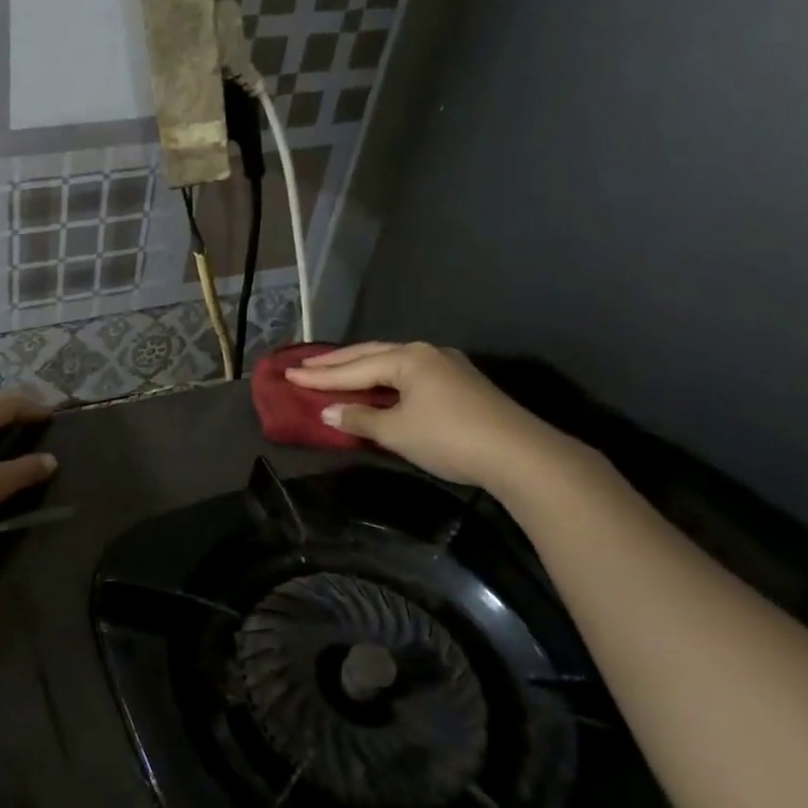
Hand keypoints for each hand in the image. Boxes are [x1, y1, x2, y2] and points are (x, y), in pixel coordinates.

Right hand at [285, 342, 573, 492]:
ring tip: (334, 371)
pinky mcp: (461, 384)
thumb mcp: (396, 431)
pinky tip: (377, 385)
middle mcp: (426, 353)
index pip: (353, 367)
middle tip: (305, 366)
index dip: (319, 376)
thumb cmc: (449, 438)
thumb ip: (360, 418)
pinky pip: (409, 374)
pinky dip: (384, 378)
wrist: (519, 455)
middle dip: (336, 363)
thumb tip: (330, 411)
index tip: (288, 375)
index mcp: (407, 358)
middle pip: (371, 355)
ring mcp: (447, 366)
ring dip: (361, 367)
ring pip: (392, 362)